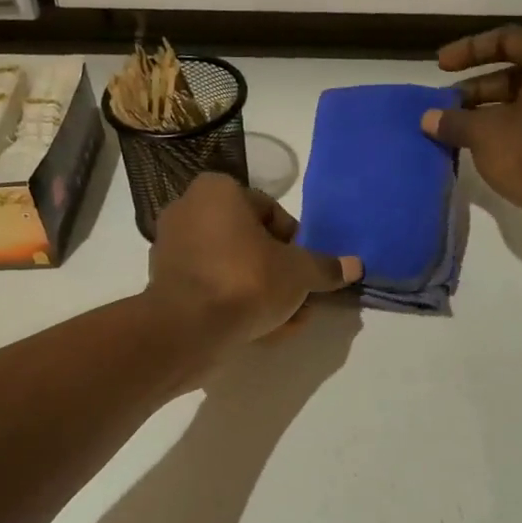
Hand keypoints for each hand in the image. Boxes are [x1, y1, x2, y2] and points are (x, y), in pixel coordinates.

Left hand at [148, 174, 361, 344]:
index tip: (307, 270)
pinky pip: (211, 289)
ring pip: (231, 269)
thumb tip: (355, 266)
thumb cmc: (246, 281)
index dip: (295, 242)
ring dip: (263, 293)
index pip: (269, 210)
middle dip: (280, 273)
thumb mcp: (298, 273)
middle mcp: (188, 211)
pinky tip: (262, 331)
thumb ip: (325, 268)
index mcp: (217, 191)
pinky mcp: (165, 285)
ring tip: (288, 321)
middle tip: (301, 299)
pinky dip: (235, 305)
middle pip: (249, 242)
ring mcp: (172, 250)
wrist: (187, 329)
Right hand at [419, 25, 521, 251]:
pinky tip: (483, 150)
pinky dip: (510, 130)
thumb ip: (454, 121)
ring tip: (458, 130)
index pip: (509, 39)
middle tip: (446, 106)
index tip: (440, 66)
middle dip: (477, 88)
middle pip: (519, 71)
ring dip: (490, 112)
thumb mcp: (485, 134)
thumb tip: (428, 119)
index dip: (469, 50)